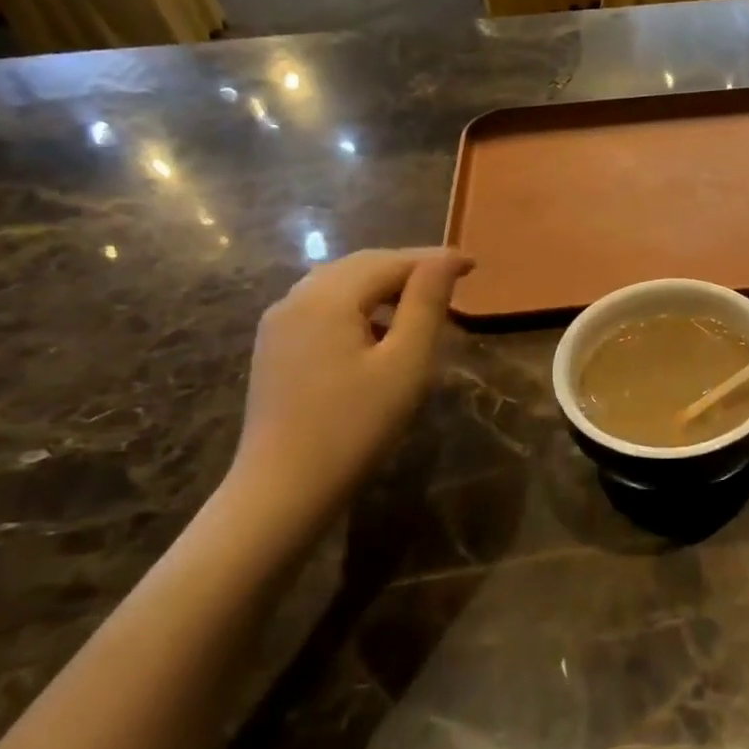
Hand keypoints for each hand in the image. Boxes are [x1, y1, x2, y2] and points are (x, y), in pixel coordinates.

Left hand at [227, 248, 472, 524]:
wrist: (283, 488)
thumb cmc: (354, 426)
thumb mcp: (405, 365)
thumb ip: (425, 305)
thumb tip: (444, 260)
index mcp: (327, 298)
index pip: (389, 262)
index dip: (433, 259)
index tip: (473, 265)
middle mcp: (296, 299)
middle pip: (360, 266)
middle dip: (408, 267)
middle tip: (452, 278)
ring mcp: (279, 323)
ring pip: (338, 284)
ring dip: (383, 284)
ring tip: (421, 301)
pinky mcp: (275, 347)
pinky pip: (322, 306)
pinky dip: (359, 304)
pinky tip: (379, 328)